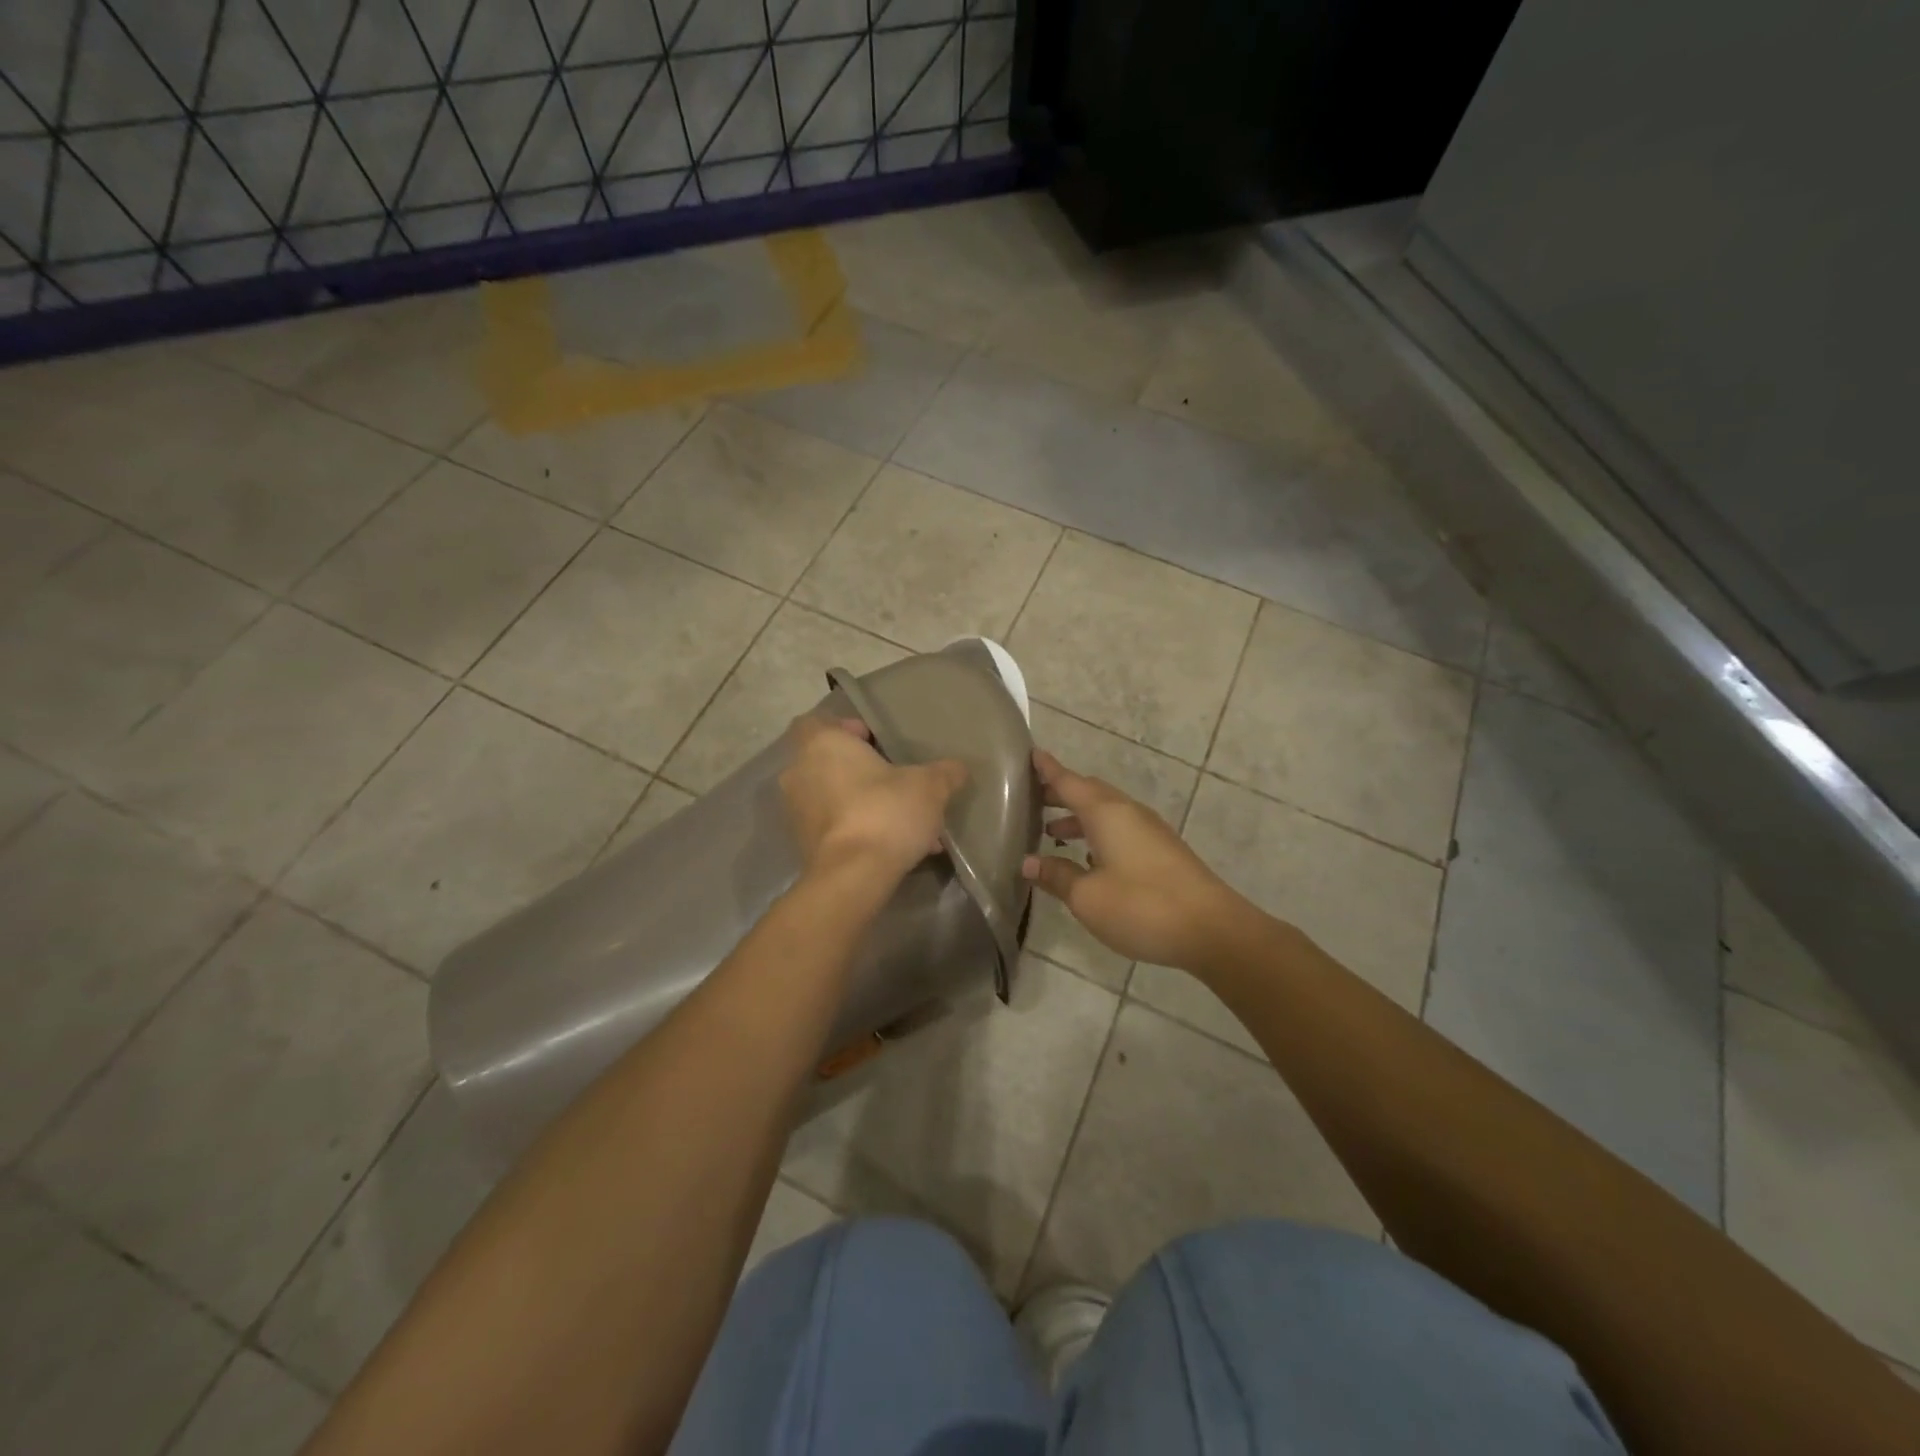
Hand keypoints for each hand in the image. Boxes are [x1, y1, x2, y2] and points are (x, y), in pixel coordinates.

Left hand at [780, 714, 968, 883]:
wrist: (853, 876)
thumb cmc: (885, 812)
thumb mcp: (929, 787)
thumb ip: (945, 772)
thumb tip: (958, 768)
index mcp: (822, 745)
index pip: (818, 722)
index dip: (847, 728)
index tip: (876, 743)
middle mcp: (800, 773)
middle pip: (830, 762)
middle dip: (862, 771)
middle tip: (897, 781)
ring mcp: (797, 811)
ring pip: (834, 797)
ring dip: (864, 804)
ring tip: (905, 821)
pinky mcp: (804, 844)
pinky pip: (835, 827)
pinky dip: (859, 830)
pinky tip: (896, 847)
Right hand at [1022, 749, 1250, 970]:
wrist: (1213, 930)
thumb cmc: (1142, 906)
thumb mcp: (1087, 897)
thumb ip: (1057, 876)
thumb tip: (1029, 862)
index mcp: (1107, 814)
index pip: (1069, 782)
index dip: (1048, 770)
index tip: (1031, 754)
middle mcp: (1129, 813)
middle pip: (1090, 793)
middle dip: (1062, 794)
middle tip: (1034, 800)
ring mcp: (1150, 831)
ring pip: (1107, 813)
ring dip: (1080, 818)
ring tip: (1053, 833)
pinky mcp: (1163, 852)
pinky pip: (1122, 830)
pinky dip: (1098, 834)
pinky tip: (1089, 860)